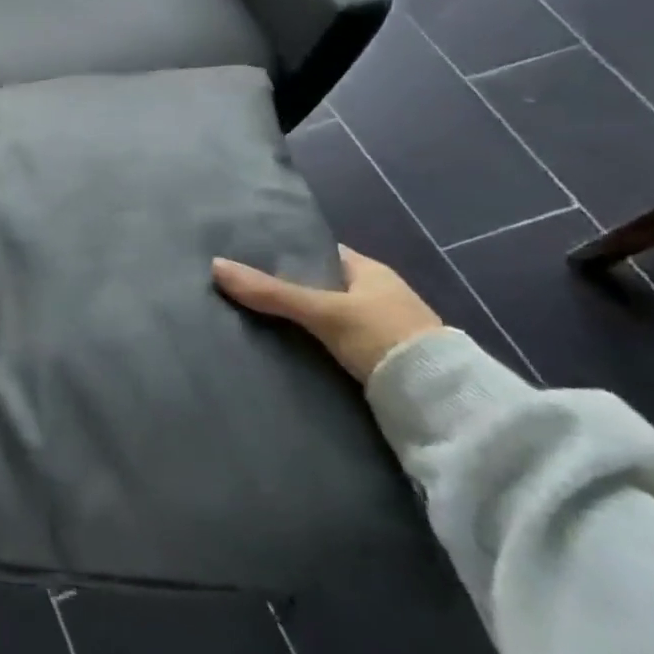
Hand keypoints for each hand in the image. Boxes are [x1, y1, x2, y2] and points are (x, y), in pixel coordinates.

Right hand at [211, 245, 440, 384]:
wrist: (440, 401)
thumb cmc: (384, 337)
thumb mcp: (322, 311)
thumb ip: (270, 292)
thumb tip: (214, 266)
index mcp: (371, 271)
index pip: (319, 253)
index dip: (285, 253)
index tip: (247, 259)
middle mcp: (377, 294)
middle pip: (320, 285)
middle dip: (286, 288)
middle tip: (241, 291)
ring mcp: (380, 328)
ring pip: (326, 315)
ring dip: (298, 319)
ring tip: (252, 320)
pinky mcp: (379, 358)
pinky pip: (334, 341)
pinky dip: (311, 342)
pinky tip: (284, 348)